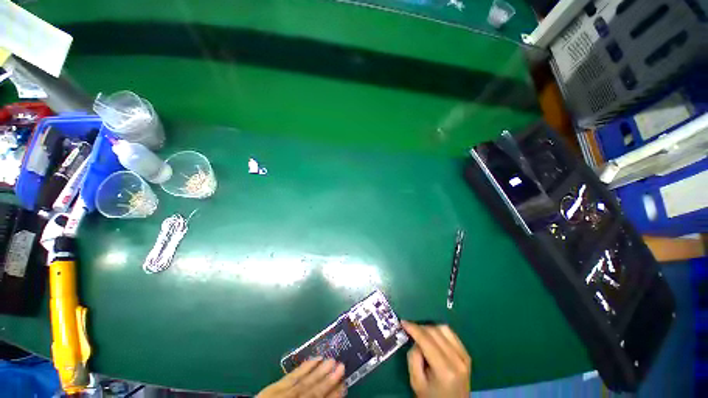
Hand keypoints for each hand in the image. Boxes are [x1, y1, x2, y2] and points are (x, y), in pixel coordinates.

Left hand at [257, 358, 345, 397]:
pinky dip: (303, 368)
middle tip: (341, 365)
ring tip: (332, 359)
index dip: (332, 394)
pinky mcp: (273, 387)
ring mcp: (280, 394)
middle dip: (327, 379)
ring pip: (303, 381)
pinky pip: (291, 376)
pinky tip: (314, 359)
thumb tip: (328, 394)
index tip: (344, 384)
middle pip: (311, 391)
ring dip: (318, 370)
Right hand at [402, 321, 471, 397]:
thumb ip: (413, 358)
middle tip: (410, 330)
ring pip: (444, 329)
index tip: (403, 322)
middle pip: (435, 332)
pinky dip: (440, 331)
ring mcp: (464, 357)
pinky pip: (451, 334)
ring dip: (430, 328)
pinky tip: (433, 338)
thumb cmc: (432, 397)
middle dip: (420, 327)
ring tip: (421, 335)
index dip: (414, 328)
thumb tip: (416, 340)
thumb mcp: (416, 382)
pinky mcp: (467, 354)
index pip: (427, 341)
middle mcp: (457, 360)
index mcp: (445, 370)